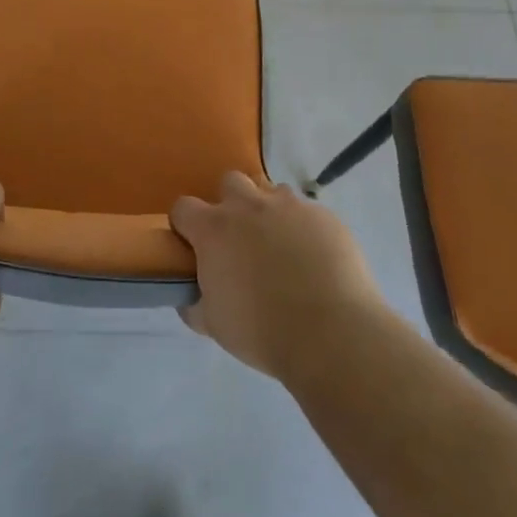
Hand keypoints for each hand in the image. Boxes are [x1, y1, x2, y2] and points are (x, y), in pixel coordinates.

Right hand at [169, 172, 386, 379]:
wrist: (332, 334)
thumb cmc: (262, 331)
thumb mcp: (213, 325)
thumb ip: (195, 304)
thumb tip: (191, 298)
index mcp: (214, 229)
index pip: (184, 207)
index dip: (186, 225)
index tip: (194, 246)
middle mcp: (249, 207)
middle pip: (230, 182)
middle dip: (230, 204)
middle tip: (240, 239)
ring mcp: (290, 207)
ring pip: (272, 192)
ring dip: (269, 212)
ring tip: (281, 246)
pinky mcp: (324, 216)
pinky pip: (307, 212)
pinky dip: (304, 228)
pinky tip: (314, 259)